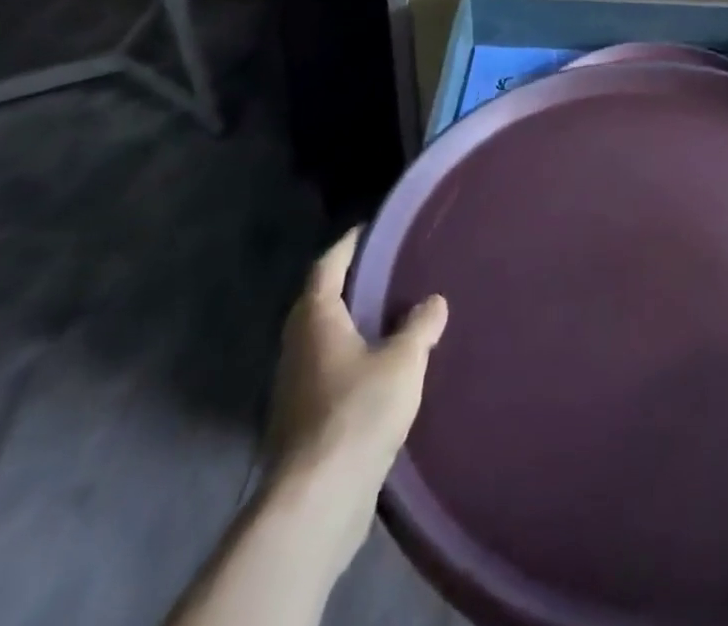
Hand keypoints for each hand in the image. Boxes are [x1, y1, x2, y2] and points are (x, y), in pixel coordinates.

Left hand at [266, 231, 447, 565]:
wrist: (318, 499)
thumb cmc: (358, 411)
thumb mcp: (404, 359)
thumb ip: (421, 325)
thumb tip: (433, 302)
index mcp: (315, 320)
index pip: (326, 267)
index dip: (348, 245)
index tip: (370, 229)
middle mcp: (297, 347)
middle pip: (319, 303)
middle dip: (349, 285)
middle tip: (387, 270)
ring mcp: (294, 387)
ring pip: (323, 340)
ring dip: (350, 326)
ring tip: (390, 316)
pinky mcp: (302, 422)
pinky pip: (328, 372)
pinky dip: (351, 359)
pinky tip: (381, 368)